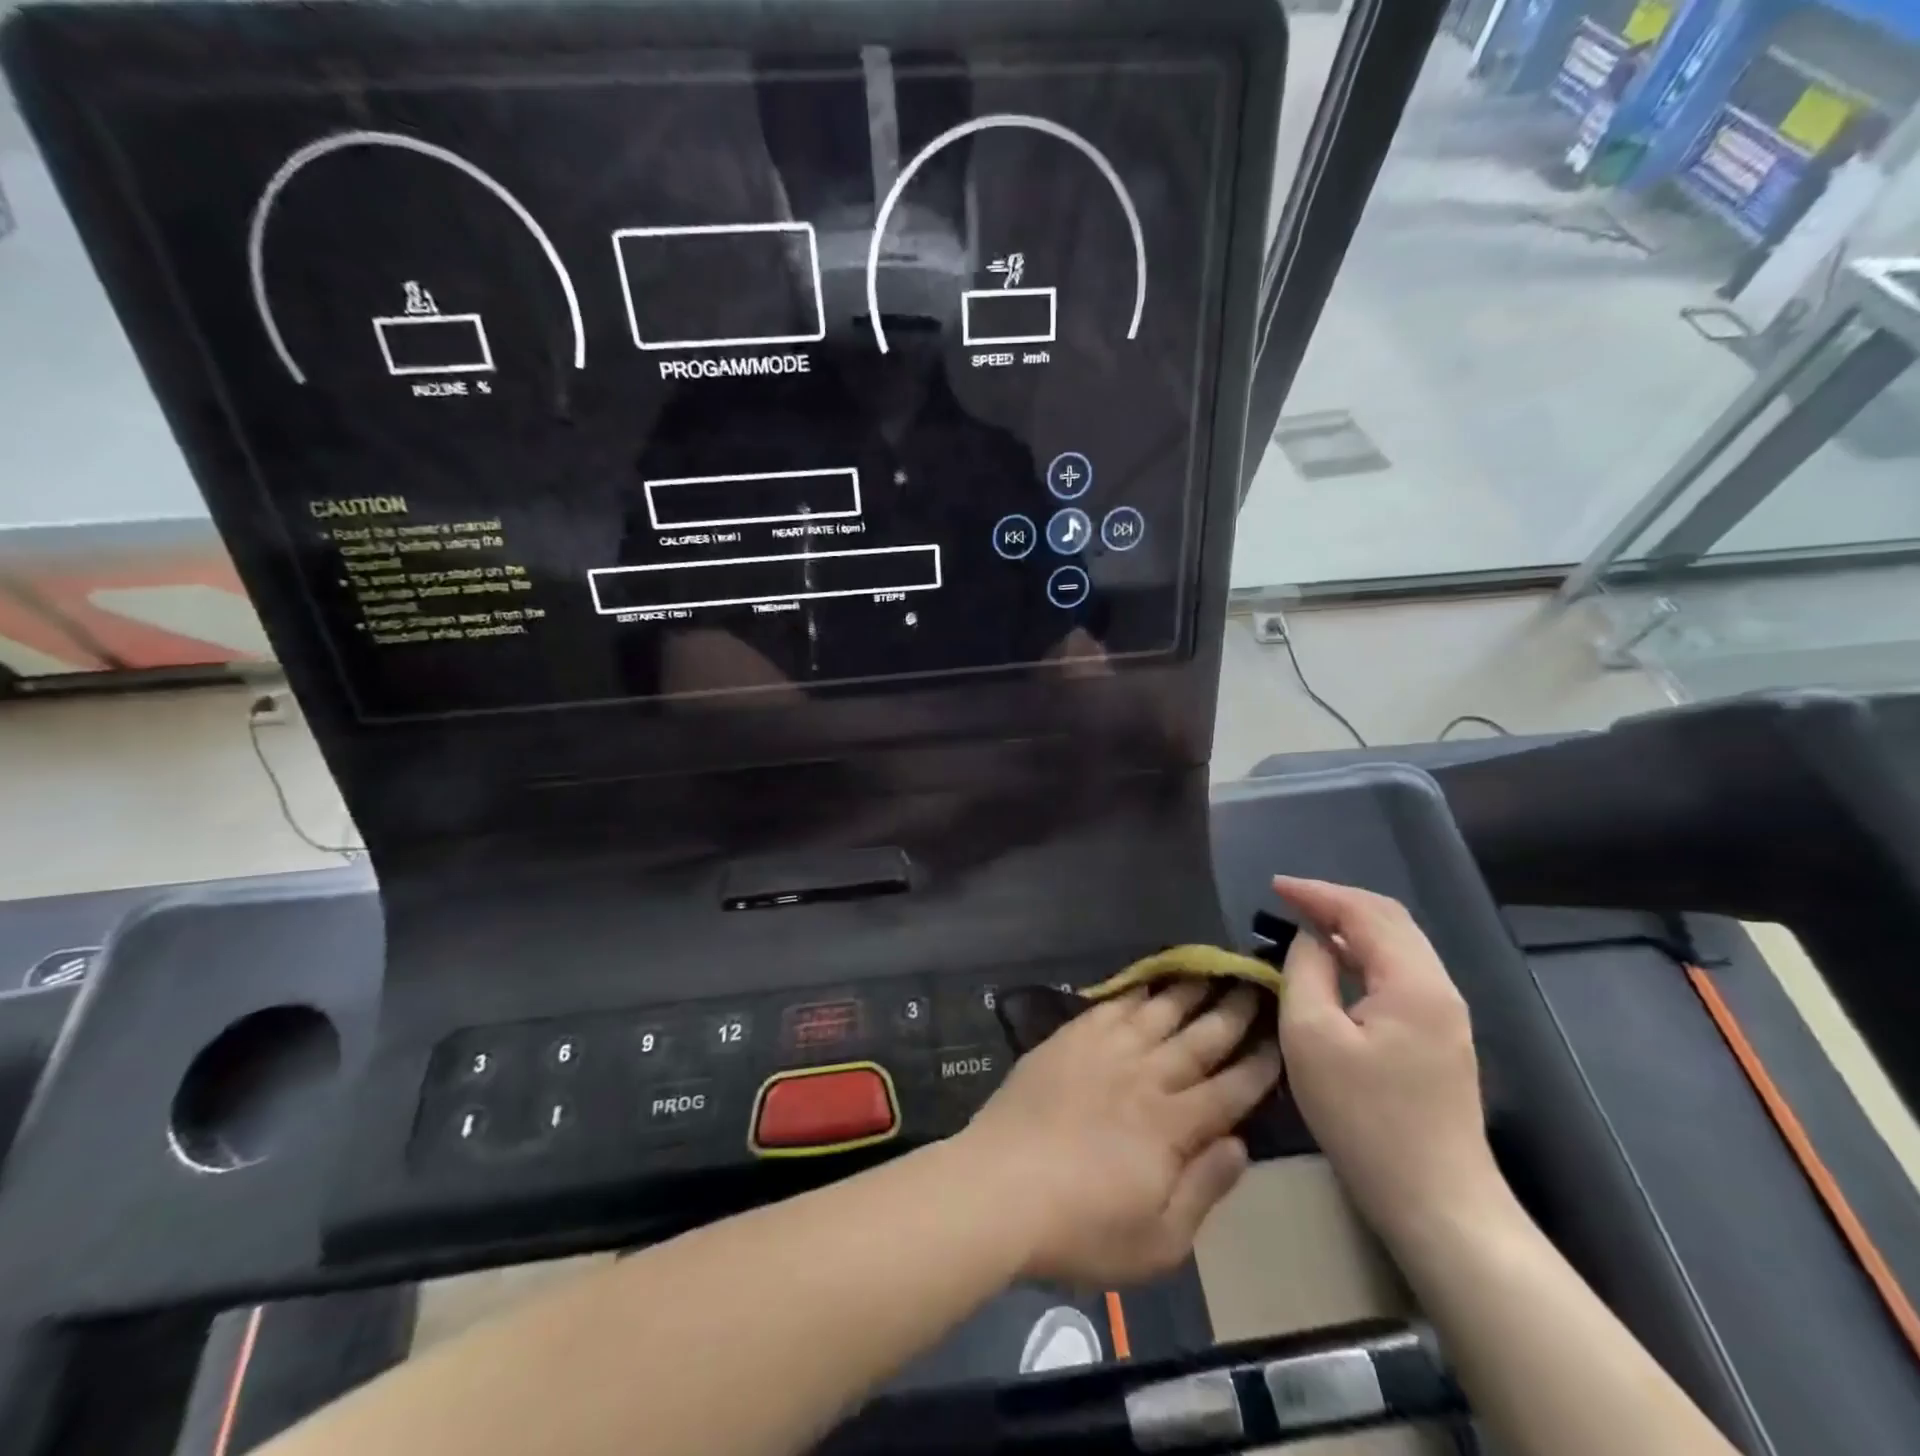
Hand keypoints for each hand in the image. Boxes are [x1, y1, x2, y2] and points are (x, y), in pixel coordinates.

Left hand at [960, 983, 1280, 1286]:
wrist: (1000, 1187)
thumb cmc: (1082, 1228)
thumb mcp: (1159, 1241)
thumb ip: (1204, 1188)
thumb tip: (1239, 1145)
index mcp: (1173, 1125)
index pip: (1230, 1089)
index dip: (1259, 1066)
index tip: (1279, 1041)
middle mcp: (1145, 1077)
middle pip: (1199, 1039)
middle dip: (1233, 1014)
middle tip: (1256, 986)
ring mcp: (1104, 1052)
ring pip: (1158, 1013)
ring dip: (1188, 992)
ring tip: (1210, 971)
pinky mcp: (1068, 1041)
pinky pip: (1110, 1007)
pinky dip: (1133, 993)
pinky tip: (1146, 984)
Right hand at [1273, 877, 1503, 1245]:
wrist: (1437, 1203)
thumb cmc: (1365, 1119)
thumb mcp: (1312, 1037)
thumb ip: (1306, 972)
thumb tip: (1308, 939)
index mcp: (1413, 983)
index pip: (1364, 912)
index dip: (1317, 893)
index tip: (1274, 887)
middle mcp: (1439, 988)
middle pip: (1390, 919)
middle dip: (1337, 901)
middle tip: (1288, 899)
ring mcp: (1445, 1015)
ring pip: (1398, 945)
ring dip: (1351, 925)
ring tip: (1305, 923)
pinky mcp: (1440, 1037)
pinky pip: (1399, 972)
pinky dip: (1363, 953)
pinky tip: (1336, 963)